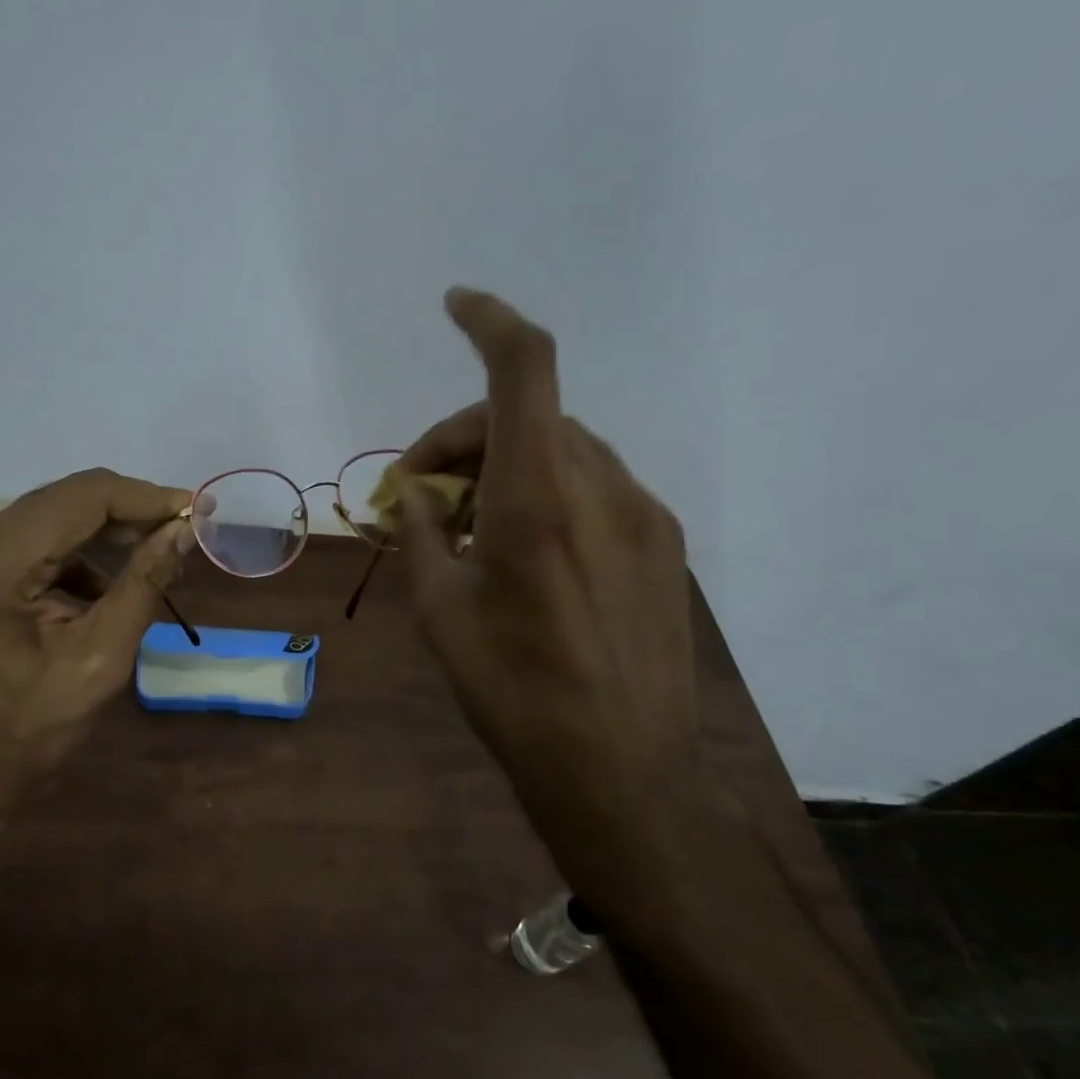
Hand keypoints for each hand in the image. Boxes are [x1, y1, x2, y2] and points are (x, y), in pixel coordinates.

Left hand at [0, 468, 192, 797]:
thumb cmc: (31, 730)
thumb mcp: (101, 657)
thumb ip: (144, 583)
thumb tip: (185, 528)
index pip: (83, 498)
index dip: (146, 498)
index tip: (197, 510)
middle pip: (67, 499)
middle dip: (132, 511)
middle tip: (185, 531)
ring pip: (56, 514)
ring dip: (110, 531)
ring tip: (158, 559)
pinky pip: (40, 539)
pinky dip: (82, 553)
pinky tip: (112, 584)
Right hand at [394, 289, 699, 897]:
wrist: (620, 773)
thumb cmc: (512, 692)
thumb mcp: (439, 610)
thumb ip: (421, 532)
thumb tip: (414, 491)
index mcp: (539, 499)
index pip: (525, 370)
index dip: (490, 321)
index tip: (456, 304)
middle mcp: (603, 490)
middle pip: (530, 416)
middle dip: (465, 437)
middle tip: (420, 491)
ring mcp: (644, 517)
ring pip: (563, 450)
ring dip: (507, 464)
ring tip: (469, 528)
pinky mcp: (665, 546)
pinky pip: (595, 487)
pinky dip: (547, 490)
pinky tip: (526, 550)